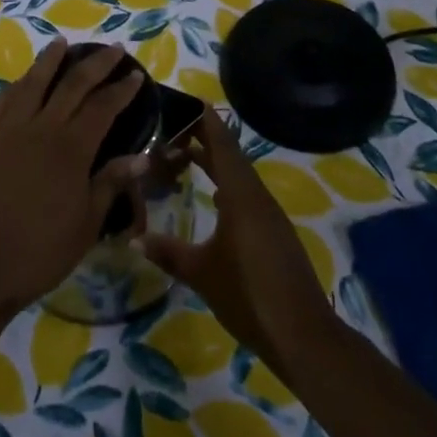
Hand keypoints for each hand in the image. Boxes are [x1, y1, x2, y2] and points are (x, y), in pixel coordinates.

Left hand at [0, 39, 145, 316]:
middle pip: (72, 84)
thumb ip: (111, 184)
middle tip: (113, 49)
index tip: (136, 74)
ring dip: (50, 60)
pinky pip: (4, 101)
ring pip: (33, 82)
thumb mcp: (87, 224)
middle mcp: (42, 128)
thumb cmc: (40, 251)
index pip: (102, 106)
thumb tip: (142, 157)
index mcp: (71, 148)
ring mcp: (10, 131)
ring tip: (62, 43)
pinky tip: (23, 80)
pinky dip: (17, 85)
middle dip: (96, 64)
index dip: (121, 89)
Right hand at [137, 107, 333, 369]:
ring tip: (187, 154)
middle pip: (231, 157)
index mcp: (241, 196)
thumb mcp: (201, 273)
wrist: (302, 336)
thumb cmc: (248, 295)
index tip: (189, 100)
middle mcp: (257, 197)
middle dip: (206, 139)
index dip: (206, 122)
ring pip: (240, 177)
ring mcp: (270, 216)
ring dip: (216, 163)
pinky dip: (227, 186)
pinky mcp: (275, 234)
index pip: (222, 145)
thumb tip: (134, 237)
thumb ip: (168, 252)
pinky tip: (214, 197)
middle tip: (176, 125)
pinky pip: (247, 196)